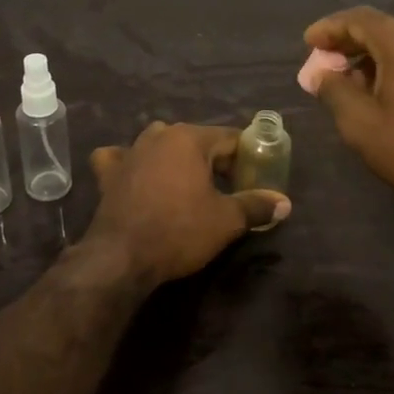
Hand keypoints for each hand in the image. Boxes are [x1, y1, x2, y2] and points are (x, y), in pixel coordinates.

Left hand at [85, 122, 290, 288]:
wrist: (121, 258)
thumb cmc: (179, 231)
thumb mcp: (226, 221)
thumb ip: (256, 205)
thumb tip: (284, 203)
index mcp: (189, 138)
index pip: (230, 138)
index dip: (247, 157)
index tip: (255, 178)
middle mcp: (158, 136)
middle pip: (197, 140)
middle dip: (214, 160)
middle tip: (228, 188)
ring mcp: (129, 152)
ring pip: (160, 144)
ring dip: (176, 158)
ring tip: (189, 184)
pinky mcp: (108, 173)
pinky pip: (121, 158)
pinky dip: (131, 163)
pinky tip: (136, 174)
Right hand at [304, 7, 393, 211]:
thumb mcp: (361, 125)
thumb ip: (334, 91)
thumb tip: (321, 73)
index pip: (359, 19)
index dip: (329, 28)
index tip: (308, 43)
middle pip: (380, 29)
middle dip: (348, 44)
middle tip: (324, 65)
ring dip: (370, 57)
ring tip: (348, 83)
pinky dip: (393, 66)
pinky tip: (382, 91)